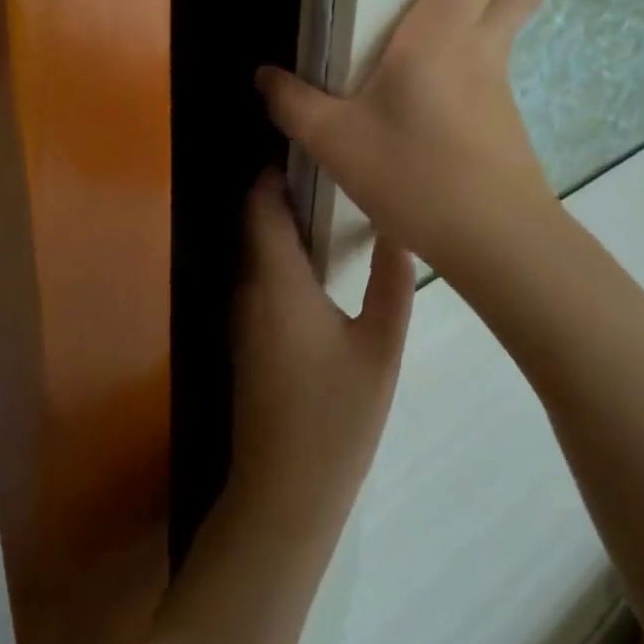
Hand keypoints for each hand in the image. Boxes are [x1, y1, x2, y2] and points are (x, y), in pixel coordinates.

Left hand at [229, 171, 413, 562]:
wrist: (283, 493)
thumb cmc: (334, 417)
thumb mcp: (379, 349)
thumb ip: (391, 285)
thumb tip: (400, 234)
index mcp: (277, 281)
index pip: (261, 206)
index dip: (275, 171)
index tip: (311, 150)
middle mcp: (250, 289)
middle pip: (255, 222)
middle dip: (282, 190)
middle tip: (332, 171)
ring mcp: (243, 315)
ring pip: (256, 249)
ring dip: (281, 222)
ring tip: (330, 204)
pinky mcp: (247, 337)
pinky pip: (259, 275)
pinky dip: (279, 253)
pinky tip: (317, 259)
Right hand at [255, 0, 561, 283]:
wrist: (494, 239)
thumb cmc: (414, 174)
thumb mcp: (335, 140)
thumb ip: (293, 104)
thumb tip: (262, 77)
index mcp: (438, 36)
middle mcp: (476, 49)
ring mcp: (496, 86)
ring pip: (513, 22)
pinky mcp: (503, 120)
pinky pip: (502, 58)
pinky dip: (504, 33)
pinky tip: (487, 54)